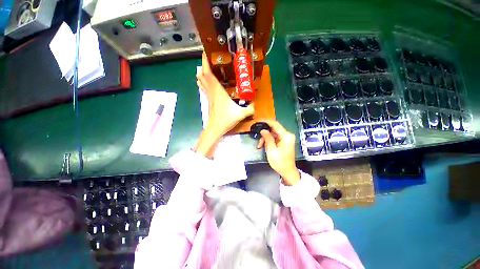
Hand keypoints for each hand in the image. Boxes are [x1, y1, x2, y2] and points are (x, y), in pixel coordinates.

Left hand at [195, 52, 253, 156]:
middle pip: (203, 75)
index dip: (205, 62)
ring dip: (202, 73)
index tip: (206, 52)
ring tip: (207, 67)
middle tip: (209, 58)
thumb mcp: (241, 114)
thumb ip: (250, 109)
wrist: (216, 129)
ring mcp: (209, 96)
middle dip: (203, 65)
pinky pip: (204, 88)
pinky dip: (204, 82)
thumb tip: (255, 105)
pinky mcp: (209, 101)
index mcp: (218, 91)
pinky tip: (206, 81)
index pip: (208, 73)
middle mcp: (212, 91)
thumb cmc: (226, 120)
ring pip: (202, 81)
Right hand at [256, 120, 299, 184]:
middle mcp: (287, 135)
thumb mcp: (271, 150)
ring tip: (260, 146)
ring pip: (273, 134)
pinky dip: (269, 141)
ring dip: (265, 139)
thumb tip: (263, 130)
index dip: (266, 121)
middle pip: (273, 129)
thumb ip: (267, 138)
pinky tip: (264, 146)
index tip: (258, 120)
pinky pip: (274, 138)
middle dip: (264, 134)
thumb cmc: (280, 162)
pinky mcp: (284, 142)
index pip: (275, 124)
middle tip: (258, 140)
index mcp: (286, 136)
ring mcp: (286, 139)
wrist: (287, 172)